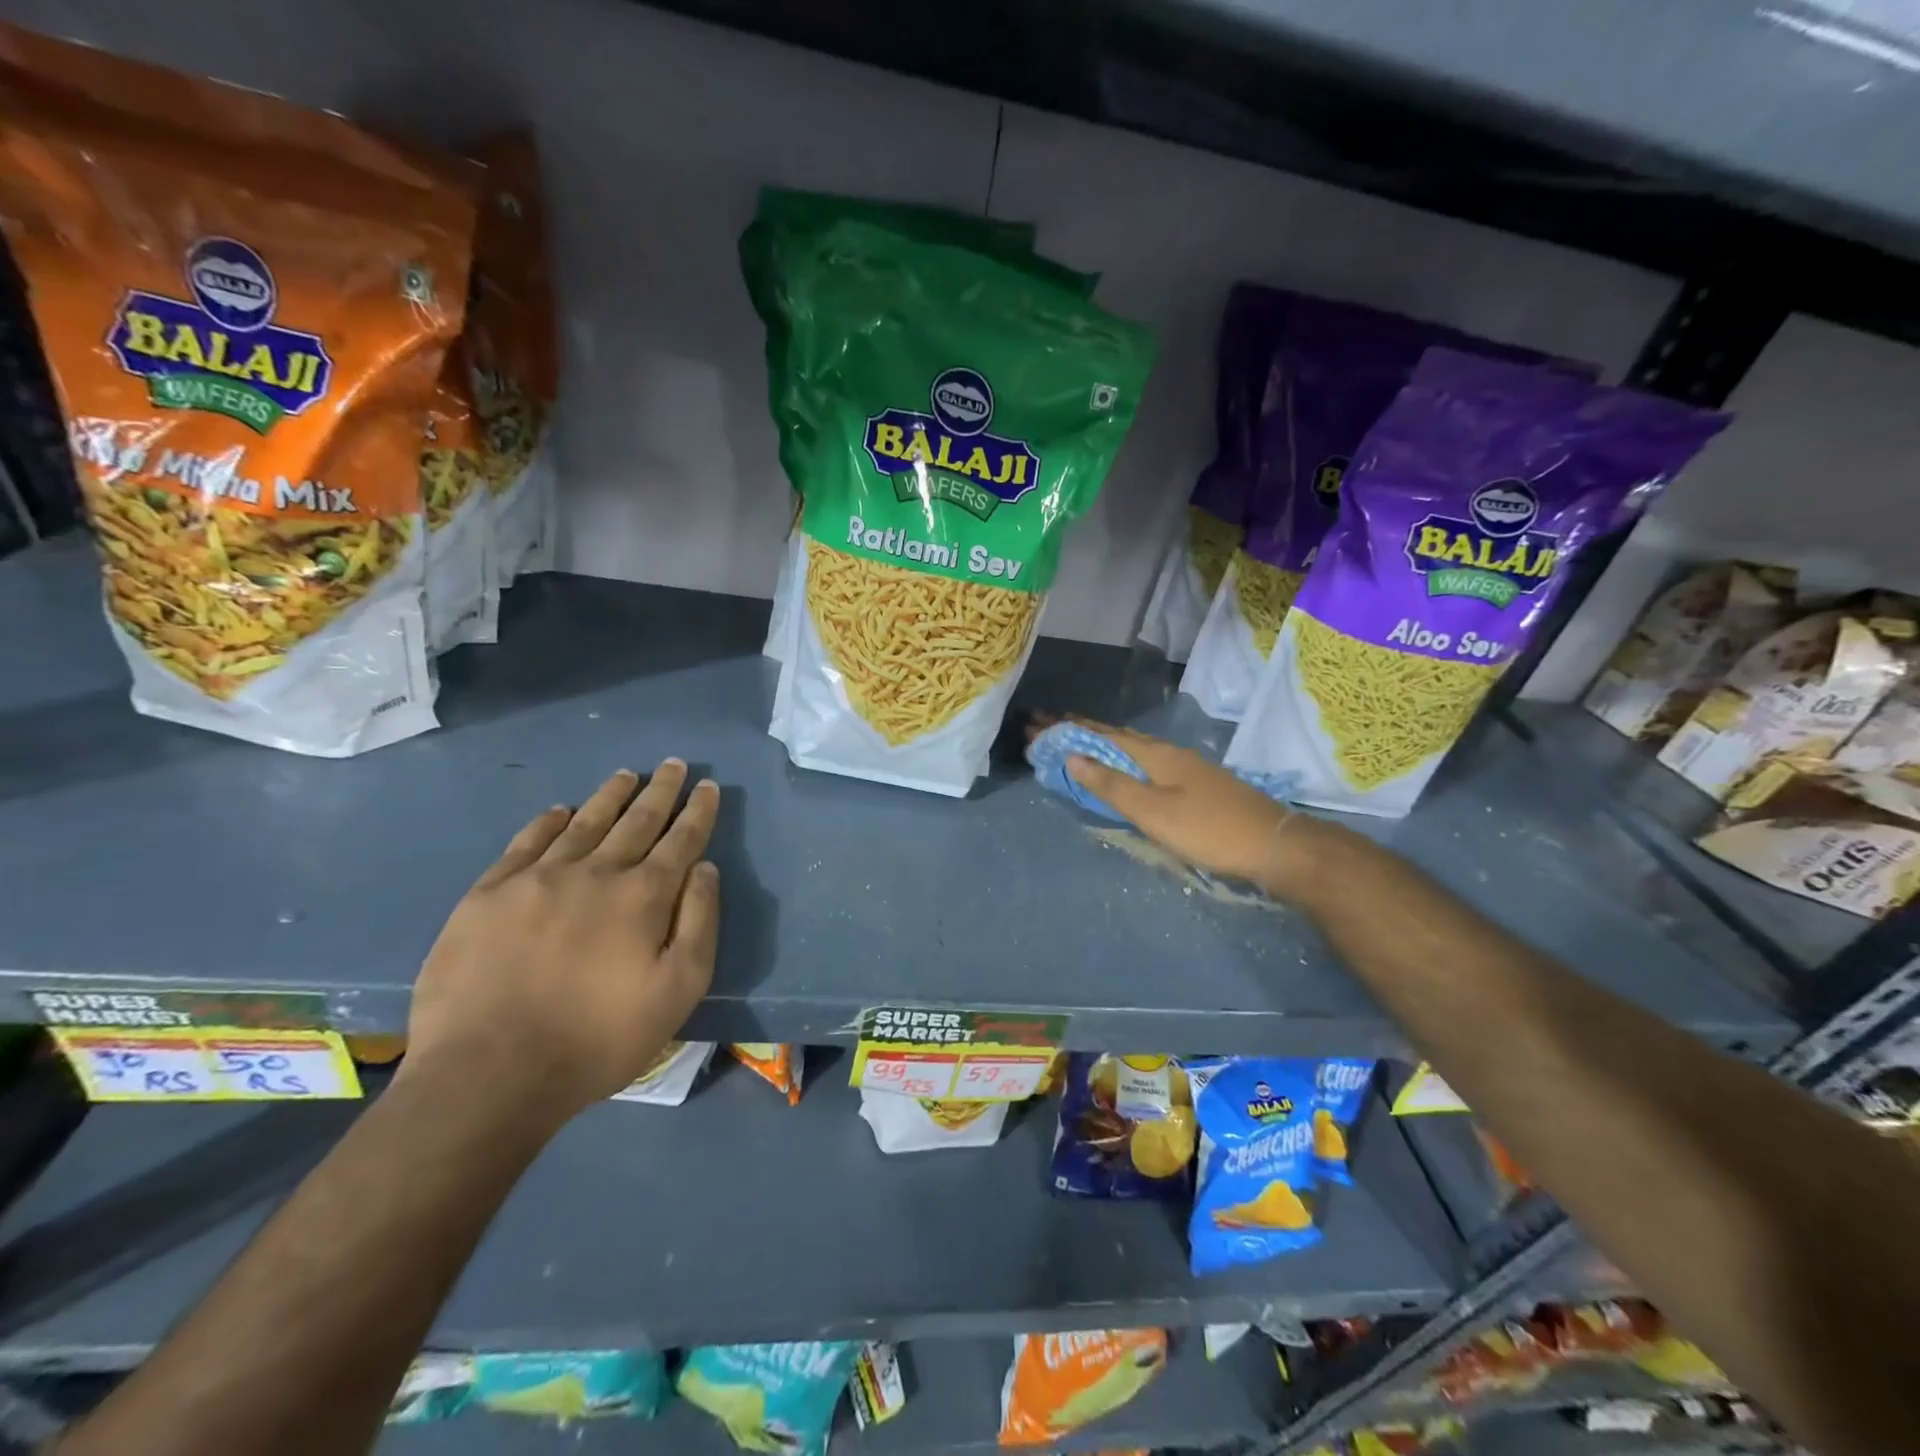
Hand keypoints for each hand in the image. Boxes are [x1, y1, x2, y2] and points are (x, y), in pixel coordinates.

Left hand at [400, 761, 720, 1122]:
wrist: (488, 1074)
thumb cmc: (598, 1038)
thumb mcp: (678, 990)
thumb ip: (699, 923)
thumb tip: (705, 868)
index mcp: (643, 895)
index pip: (680, 839)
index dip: (697, 811)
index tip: (707, 785)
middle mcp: (595, 872)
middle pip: (636, 820)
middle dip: (660, 791)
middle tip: (673, 765)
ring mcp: (537, 879)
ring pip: (584, 822)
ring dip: (610, 796)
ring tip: (627, 775)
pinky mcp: (489, 895)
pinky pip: (526, 843)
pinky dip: (548, 821)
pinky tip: (561, 810)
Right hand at [1049, 720, 1331, 895]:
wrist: (1274, 845)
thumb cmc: (1208, 829)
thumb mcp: (1153, 811)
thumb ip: (1111, 785)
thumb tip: (1072, 757)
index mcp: (1156, 755)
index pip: (1104, 734)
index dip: (1070, 729)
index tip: (1040, 721)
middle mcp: (1170, 753)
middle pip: (1118, 737)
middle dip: (1083, 733)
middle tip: (1051, 729)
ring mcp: (1187, 768)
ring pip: (1135, 750)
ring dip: (1104, 746)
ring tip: (1080, 745)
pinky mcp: (1198, 785)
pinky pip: (1148, 764)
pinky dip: (1124, 762)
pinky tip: (1126, 772)